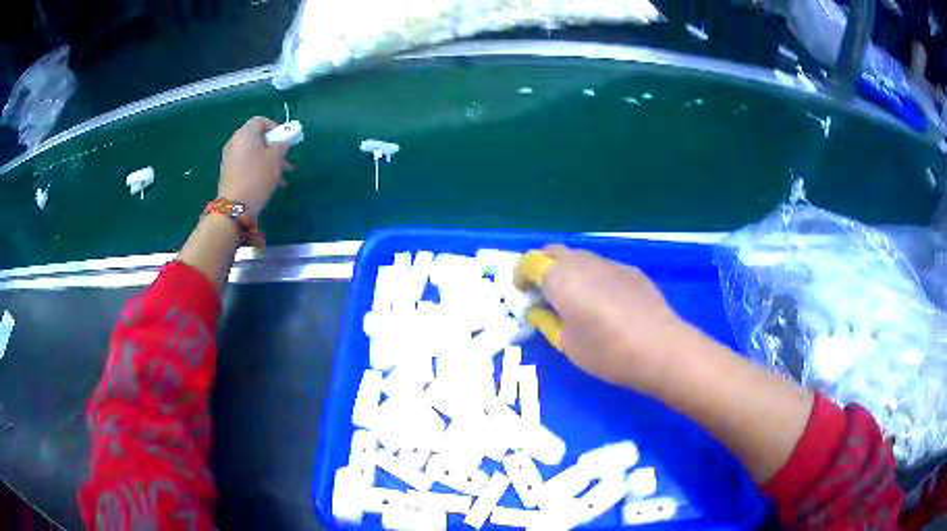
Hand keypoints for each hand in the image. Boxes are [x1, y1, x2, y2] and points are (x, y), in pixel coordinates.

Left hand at [219, 117, 290, 217]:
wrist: (235, 206)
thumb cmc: (257, 177)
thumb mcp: (276, 159)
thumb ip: (281, 144)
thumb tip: (281, 141)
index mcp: (245, 133)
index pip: (261, 121)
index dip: (274, 127)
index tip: (283, 141)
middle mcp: (235, 142)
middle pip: (256, 138)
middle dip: (273, 148)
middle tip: (285, 161)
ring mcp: (229, 157)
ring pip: (252, 153)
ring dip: (267, 161)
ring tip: (280, 176)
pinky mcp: (227, 172)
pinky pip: (245, 164)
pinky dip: (256, 168)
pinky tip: (267, 183)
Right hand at [517, 245, 696, 392]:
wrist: (661, 348)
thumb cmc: (608, 351)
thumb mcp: (567, 344)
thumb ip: (546, 321)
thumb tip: (536, 309)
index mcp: (562, 278)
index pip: (531, 262)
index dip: (520, 274)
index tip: (521, 293)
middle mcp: (584, 262)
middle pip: (554, 252)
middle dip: (542, 267)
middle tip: (543, 294)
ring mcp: (610, 263)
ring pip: (580, 257)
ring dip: (568, 271)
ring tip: (573, 300)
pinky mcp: (631, 271)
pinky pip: (602, 267)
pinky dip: (591, 277)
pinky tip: (604, 303)